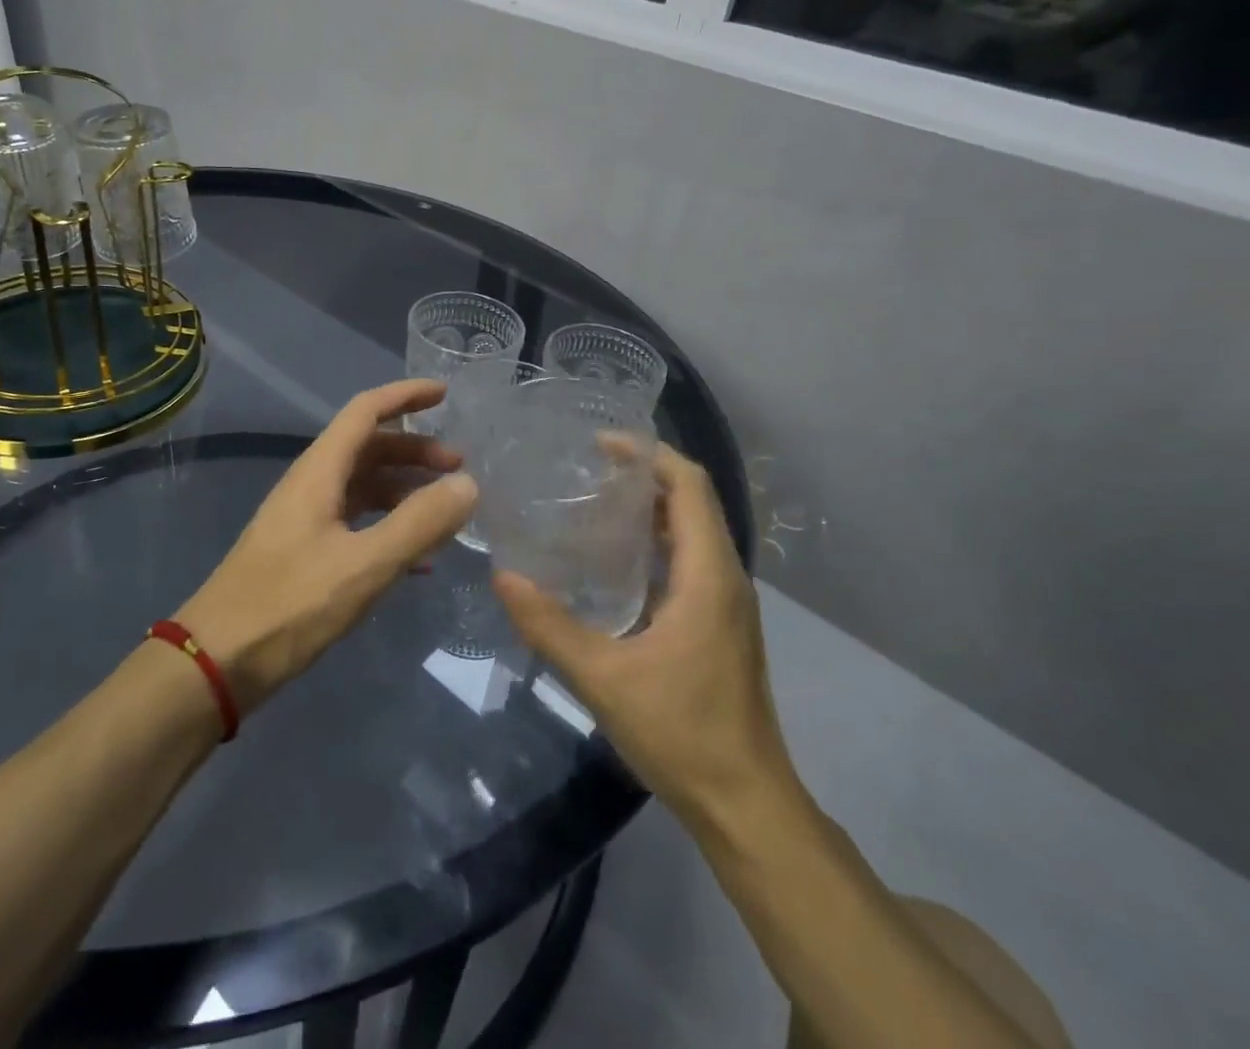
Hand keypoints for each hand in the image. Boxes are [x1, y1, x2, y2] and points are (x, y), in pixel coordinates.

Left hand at [178, 379, 478, 713]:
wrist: (216, 662)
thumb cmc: (289, 605)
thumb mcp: (364, 564)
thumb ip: (418, 523)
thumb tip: (468, 484)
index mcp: (319, 471)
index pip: (366, 411)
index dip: (405, 396)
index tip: (446, 395)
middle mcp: (312, 485)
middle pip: (369, 448)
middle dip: (415, 451)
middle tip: (460, 469)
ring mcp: (306, 520)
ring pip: (364, 487)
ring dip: (405, 491)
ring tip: (446, 513)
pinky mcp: (304, 553)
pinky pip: (356, 523)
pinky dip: (389, 527)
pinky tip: (418, 560)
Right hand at [492, 444, 795, 821]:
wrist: (746, 805)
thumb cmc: (682, 733)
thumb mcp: (603, 678)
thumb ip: (549, 626)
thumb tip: (503, 577)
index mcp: (708, 575)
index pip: (689, 485)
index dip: (649, 454)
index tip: (600, 444)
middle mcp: (726, 577)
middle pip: (693, 500)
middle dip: (645, 474)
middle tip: (586, 469)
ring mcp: (728, 602)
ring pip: (695, 530)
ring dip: (652, 507)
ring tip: (594, 503)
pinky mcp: (722, 624)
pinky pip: (692, 559)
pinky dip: (658, 540)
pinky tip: (615, 560)